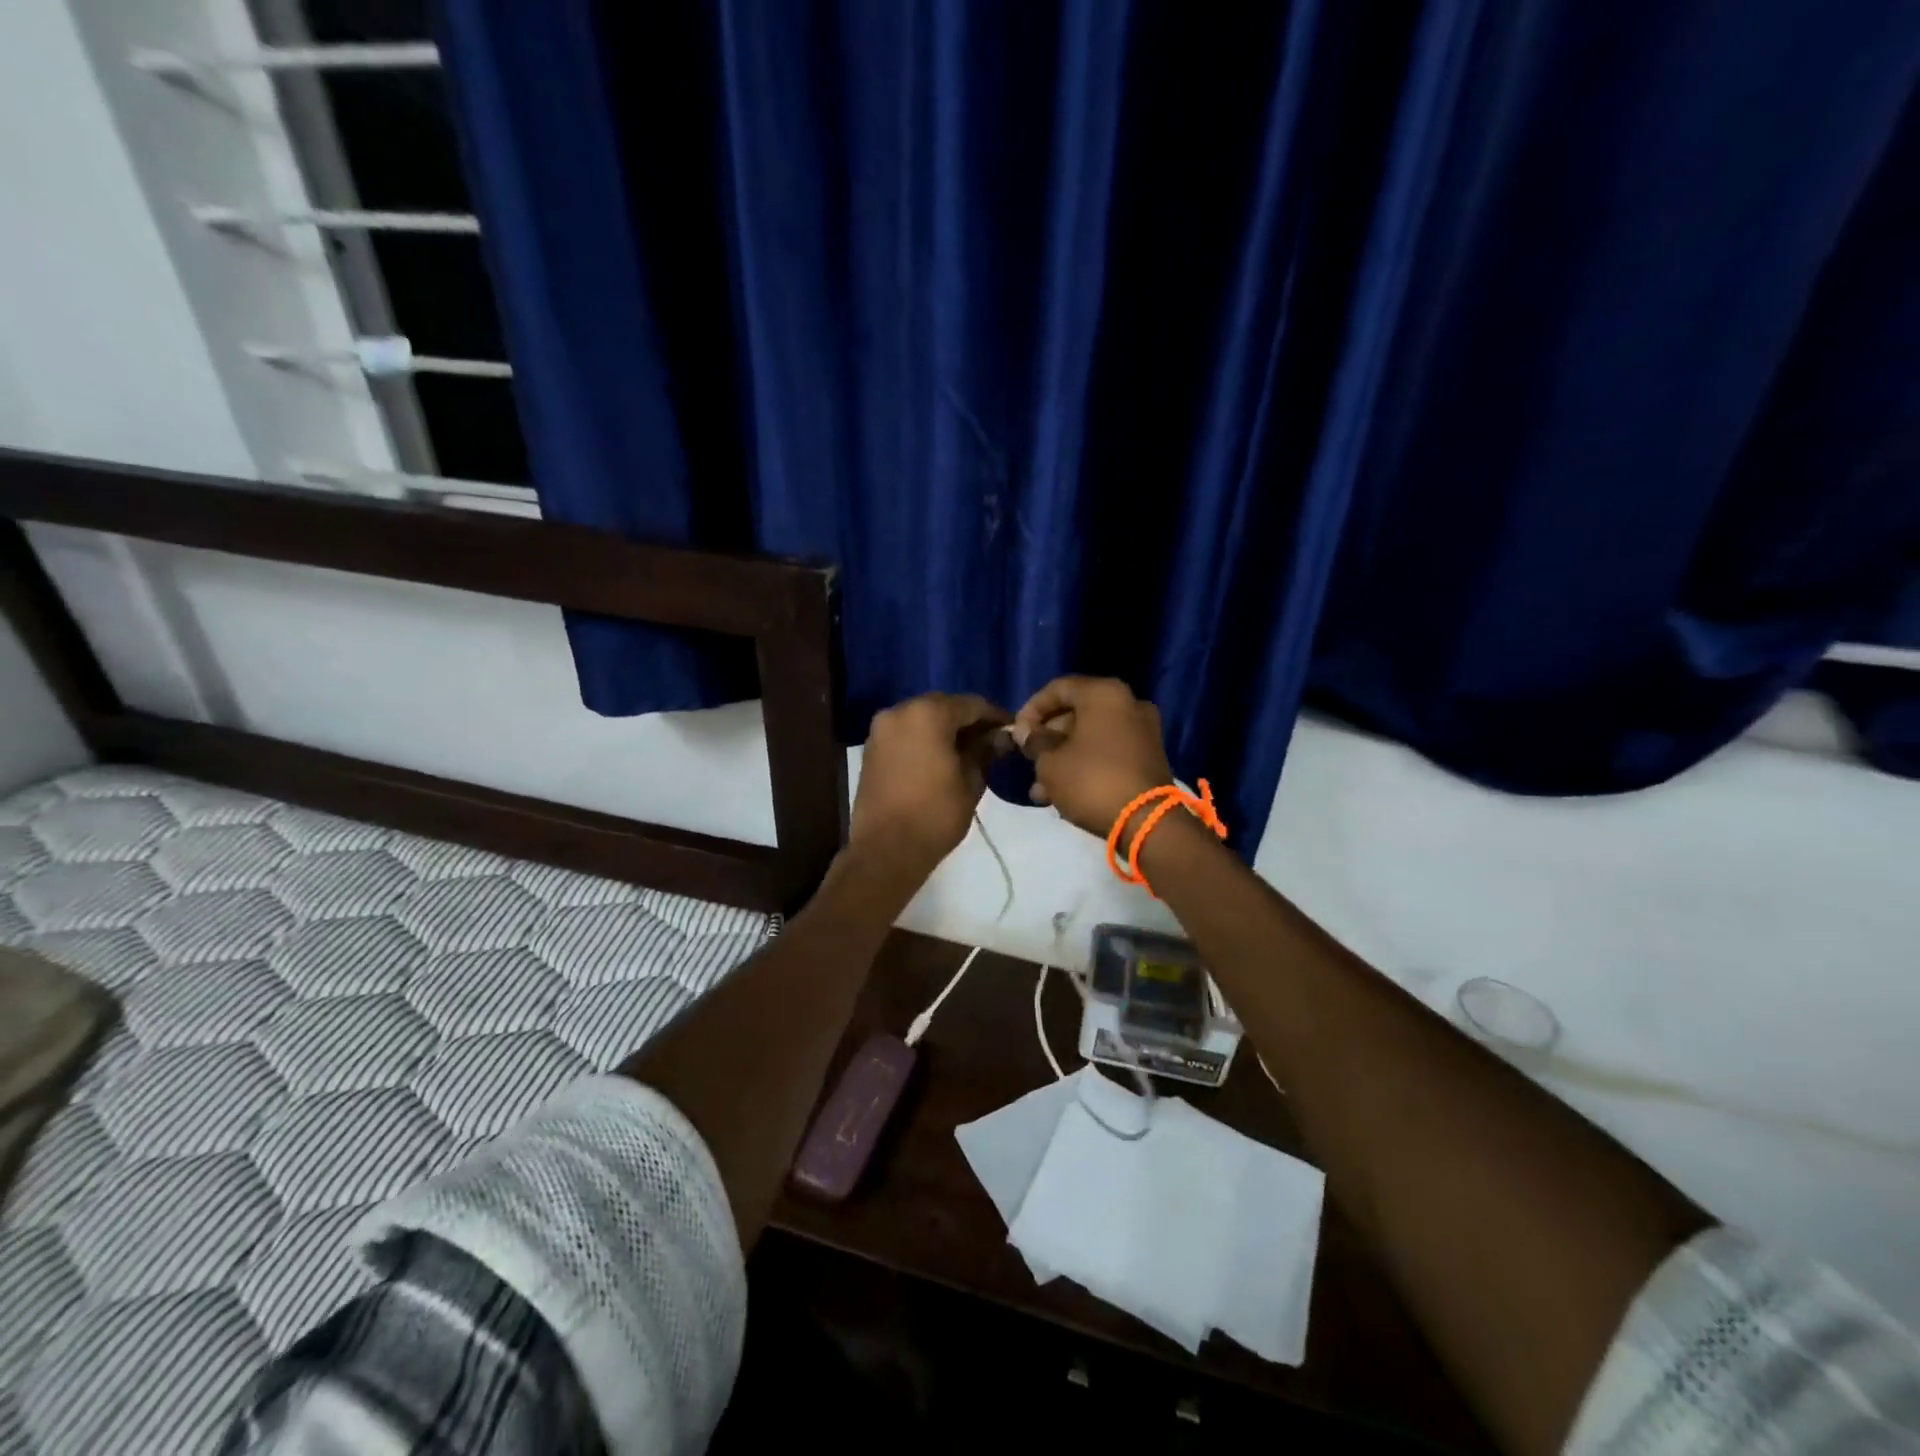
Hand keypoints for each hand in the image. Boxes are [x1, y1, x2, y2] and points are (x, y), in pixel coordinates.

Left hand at [850, 692, 1010, 874]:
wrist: (886, 849)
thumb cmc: (935, 814)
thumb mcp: (971, 781)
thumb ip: (985, 751)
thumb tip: (1001, 736)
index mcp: (928, 713)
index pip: (971, 704)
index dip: (995, 716)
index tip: (1011, 730)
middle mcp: (900, 711)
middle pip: (943, 706)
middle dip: (967, 721)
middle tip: (990, 740)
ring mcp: (881, 729)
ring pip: (921, 719)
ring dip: (944, 729)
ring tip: (967, 751)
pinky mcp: (871, 749)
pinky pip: (905, 734)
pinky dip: (924, 739)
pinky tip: (940, 758)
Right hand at [1013, 676, 1173, 836]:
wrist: (1146, 821)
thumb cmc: (1091, 781)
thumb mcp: (1050, 762)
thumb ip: (1034, 741)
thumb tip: (1025, 732)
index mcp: (1104, 693)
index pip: (1058, 688)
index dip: (1032, 709)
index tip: (1017, 732)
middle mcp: (1128, 703)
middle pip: (1076, 713)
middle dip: (1048, 738)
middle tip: (1029, 760)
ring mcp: (1142, 731)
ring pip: (1091, 736)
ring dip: (1063, 757)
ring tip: (1040, 788)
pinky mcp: (1148, 756)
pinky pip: (1108, 751)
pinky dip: (1085, 765)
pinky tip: (1062, 793)